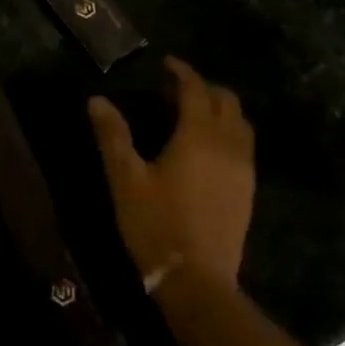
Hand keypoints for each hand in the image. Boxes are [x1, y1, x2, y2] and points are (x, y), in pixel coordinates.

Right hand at [88, 58, 254, 289]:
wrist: (197, 281)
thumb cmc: (155, 225)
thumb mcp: (125, 179)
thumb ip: (112, 136)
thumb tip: (97, 100)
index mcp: (198, 136)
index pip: (196, 89)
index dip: (182, 72)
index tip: (167, 64)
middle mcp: (228, 146)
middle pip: (227, 102)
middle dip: (204, 88)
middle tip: (176, 90)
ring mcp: (243, 170)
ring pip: (241, 124)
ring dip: (220, 110)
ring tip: (193, 115)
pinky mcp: (248, 191)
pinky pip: (244, 147)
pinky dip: (229, 133)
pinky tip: (207, 150)